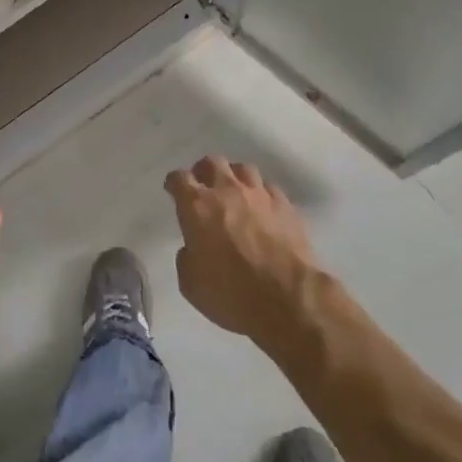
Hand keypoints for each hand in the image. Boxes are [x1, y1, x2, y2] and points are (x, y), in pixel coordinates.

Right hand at [164, 156, 320, 348]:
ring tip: (235, 193)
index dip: (174, 183)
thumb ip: (187, 257)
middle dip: (204, 171)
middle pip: (212, 162)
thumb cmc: (231, 294)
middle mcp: (227, 191)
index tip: (173, 190)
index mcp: (197, 206)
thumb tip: (193, 248)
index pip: (179, 178)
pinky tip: (262, 209)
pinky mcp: (286, 206)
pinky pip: (269, 188)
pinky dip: (261, 194)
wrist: (288, 299)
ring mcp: (260, 195)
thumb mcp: (190, 284)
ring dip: (234, 178)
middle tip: (203, 187)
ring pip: (243, 169)